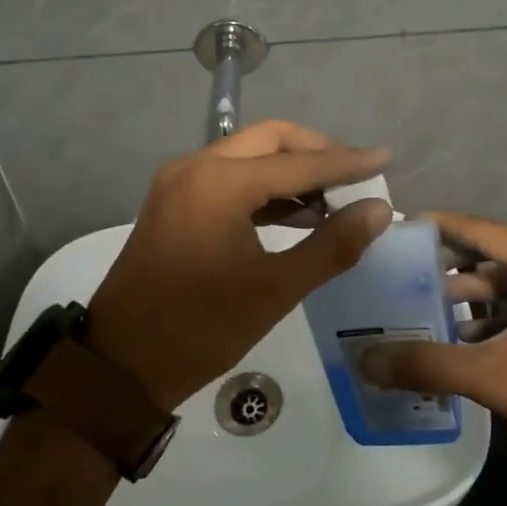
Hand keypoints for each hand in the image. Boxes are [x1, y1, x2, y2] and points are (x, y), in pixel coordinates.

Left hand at [88, 120, 393, 410]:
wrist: (120, 366)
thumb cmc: (200, 328)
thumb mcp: (275, 289)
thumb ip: (331, 245)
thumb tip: (378, 210)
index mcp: (220, 182)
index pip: (298, 162)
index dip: (347, 161)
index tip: (386, 157)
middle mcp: (196, 167)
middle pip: (271, 140)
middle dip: (316, 152)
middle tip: (356, 174)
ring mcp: (180, 182)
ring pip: (249, 155)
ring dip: (291, 170)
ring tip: (334, 198)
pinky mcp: (174, 202)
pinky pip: (230, 177)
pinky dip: (265, 188)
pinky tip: (296, 213)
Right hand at [359, 213, 506, 479]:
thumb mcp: (491, 376)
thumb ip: (426, 364)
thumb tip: (365, 361)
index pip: (485, 231)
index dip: (442, 226)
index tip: (403, 225)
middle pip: (496, 257)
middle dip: (451, 267)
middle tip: (405, 271)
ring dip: (471, 297)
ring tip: (424, 307)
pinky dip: (494, 317)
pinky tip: (460, 337)